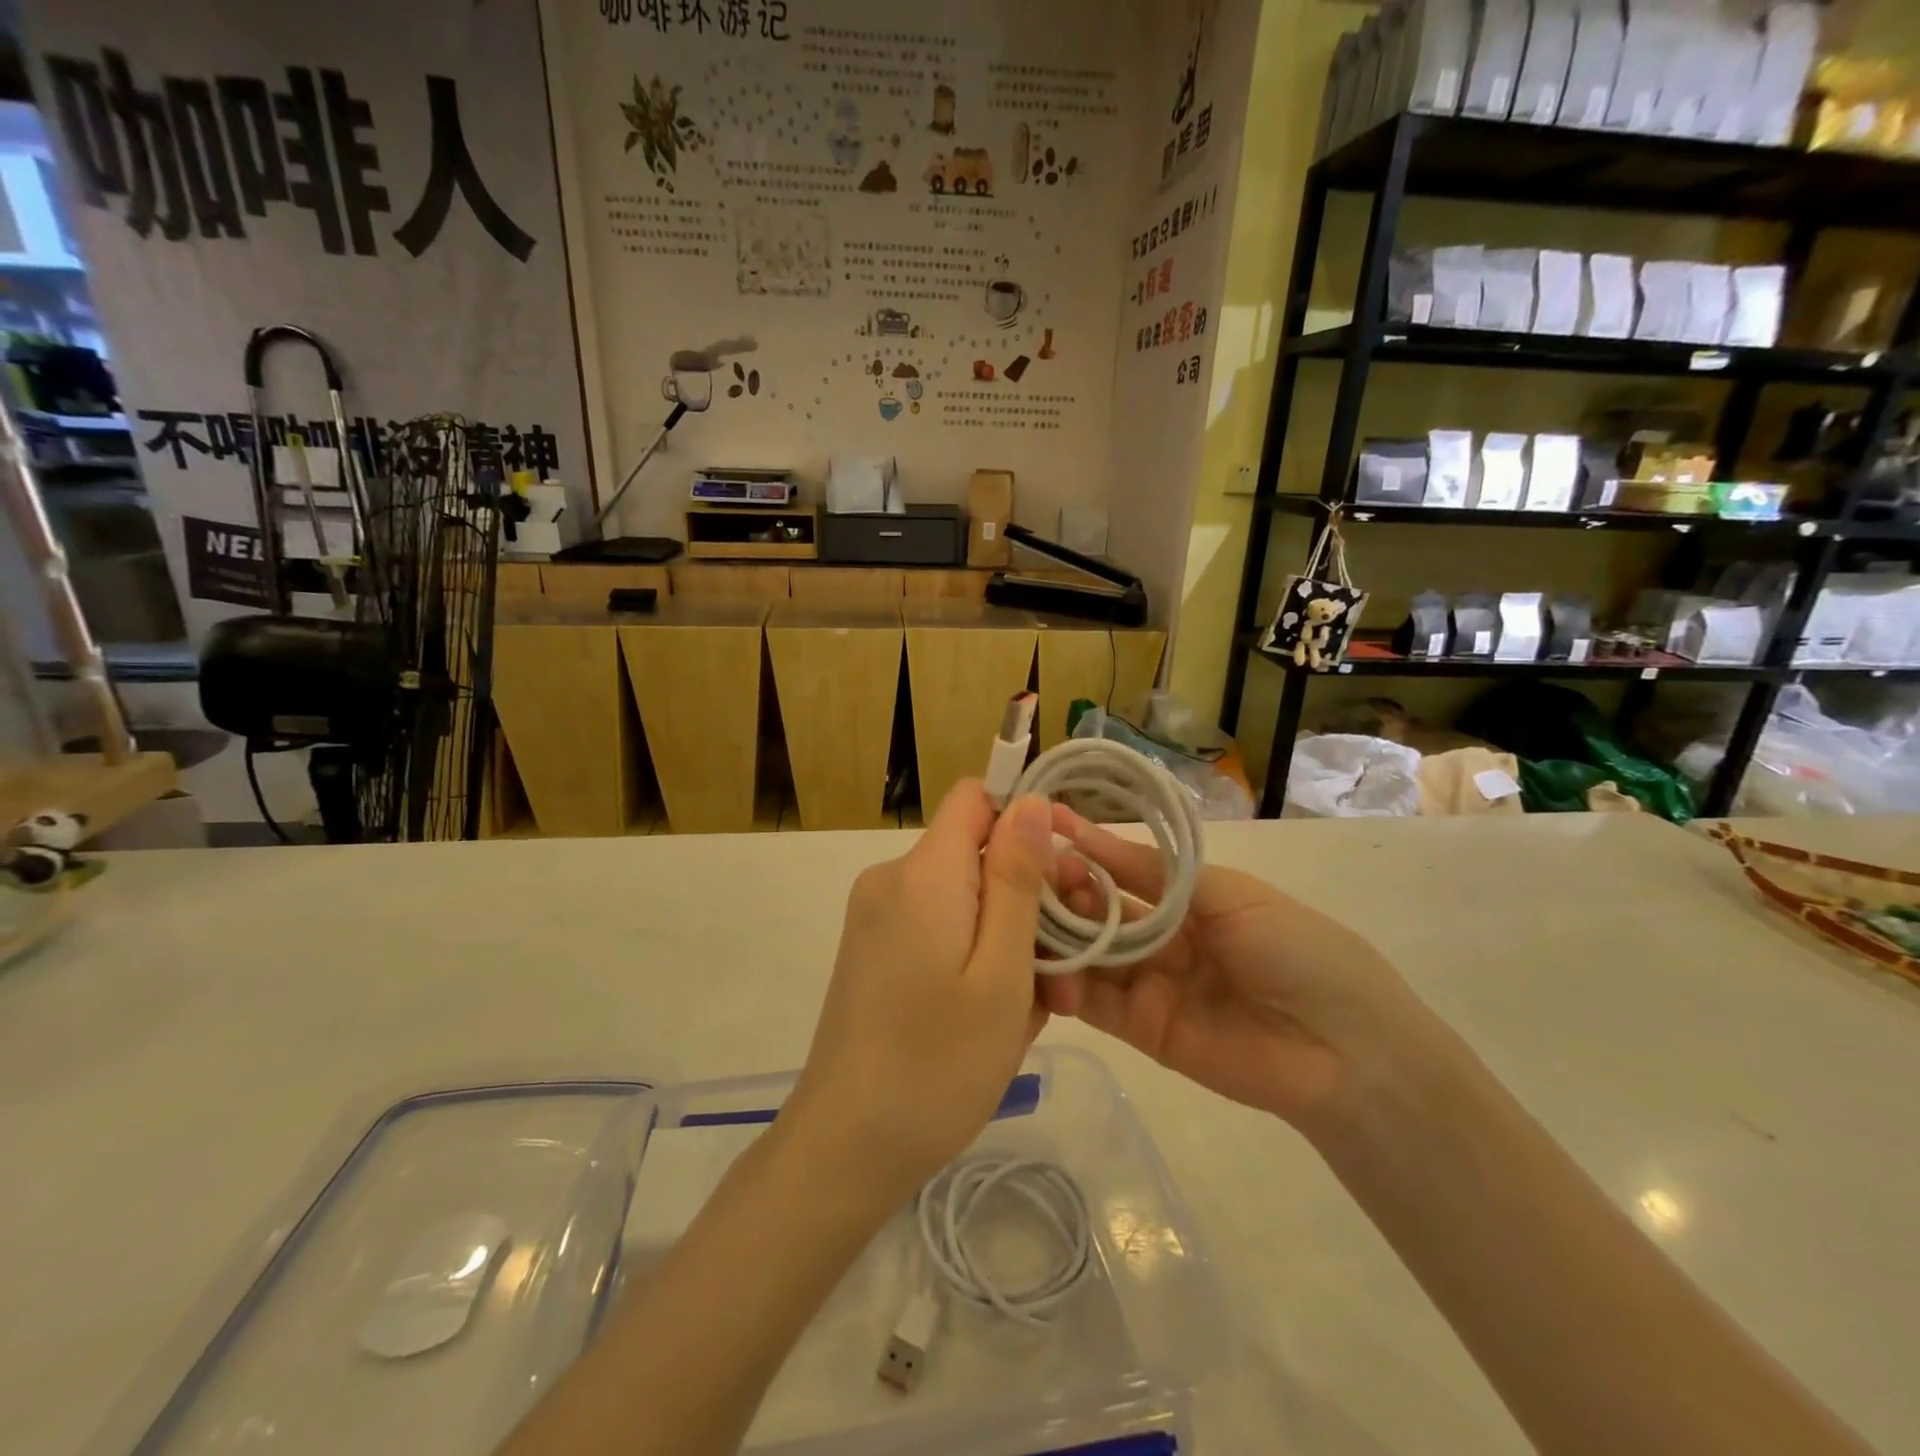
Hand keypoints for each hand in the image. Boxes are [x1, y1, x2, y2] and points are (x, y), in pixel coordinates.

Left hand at [784, 782, 1055, 1210]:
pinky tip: (995, 1017)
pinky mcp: (873, 951)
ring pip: (964, 899)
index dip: (1025, 818)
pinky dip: (974, 958)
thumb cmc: (937, 1063)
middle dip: (1028, 899)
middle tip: (1064, 975)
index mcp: (923, 873)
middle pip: (975, 854)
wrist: (844, 1149)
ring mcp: (877, 918)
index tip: (1065, 875)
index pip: (976, 797)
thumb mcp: (1001, 971)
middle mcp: (892, 881)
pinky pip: (939, 929)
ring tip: (1036, 1011)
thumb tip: (1029, 800)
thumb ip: (1016, 878)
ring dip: (1007, 940)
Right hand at [1046, 808, 1442, 1129]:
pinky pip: (1093, 1002)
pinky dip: (1063, 983)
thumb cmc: (1298, 950)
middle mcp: (1161, 937)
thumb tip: (1090, 835)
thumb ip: (1156, 873)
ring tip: (1028, 912)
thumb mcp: (1229, 895)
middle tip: (1029, 872)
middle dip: (1065, 888)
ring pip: (1088, 951)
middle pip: (1098, 909)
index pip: (1122, 868)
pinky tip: (1040, 962)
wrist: (1344, 1051)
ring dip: (1056, 930)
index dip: (1086, 848)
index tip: (1044, 825)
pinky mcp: (1139, 1029)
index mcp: (1187, 899)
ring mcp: (1147, 983)